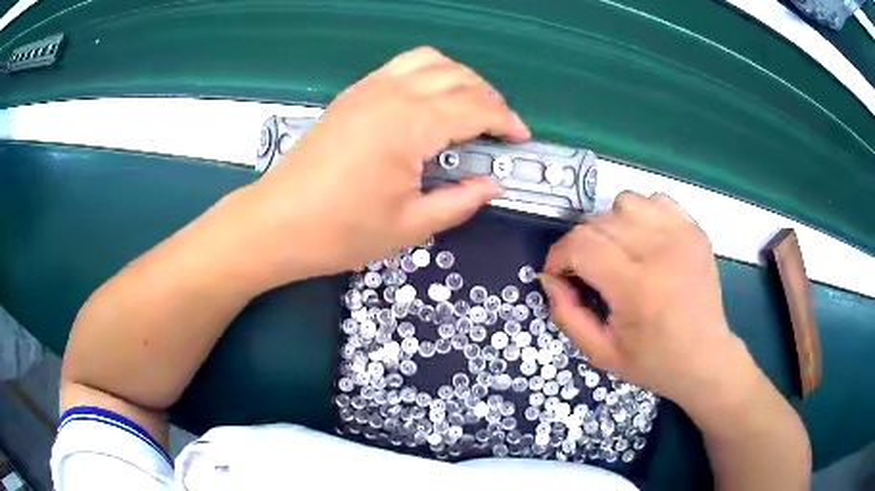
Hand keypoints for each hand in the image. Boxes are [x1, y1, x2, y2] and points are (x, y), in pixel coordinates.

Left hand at [233, 47, 529, 287]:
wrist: (277, 223)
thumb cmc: (342, 231)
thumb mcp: (411, 225)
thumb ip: (460, 202)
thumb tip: (492, 186)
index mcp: (411, 124)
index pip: (476, 107)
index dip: (506, 120)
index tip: (520, 139)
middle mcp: (393, 93)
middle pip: (458, 76)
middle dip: (489, 97)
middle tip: (499, 129)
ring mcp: (369, 88)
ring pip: (430, 60)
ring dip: (460, 78)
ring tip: (469, 107)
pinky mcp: (353, 94)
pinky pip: (401, 66)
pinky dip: (428, 74)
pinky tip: (430, 101)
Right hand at [541, 191, 744, 409]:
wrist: (705, 358)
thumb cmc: (653, 362)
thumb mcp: (601, 352)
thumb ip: (566, 315)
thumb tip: (550, 278)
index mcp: (637, 287)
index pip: (581, 245)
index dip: (558, 256)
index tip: (559, 275)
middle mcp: (660, 251)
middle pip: (598, 221)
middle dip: (580, 244)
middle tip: (586, 272)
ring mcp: (682, 234)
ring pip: (624, 201)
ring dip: (610, 224)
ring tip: (617, 253)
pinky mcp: (694, 229)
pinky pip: (655, 200)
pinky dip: (640, 214)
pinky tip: (643, 241)